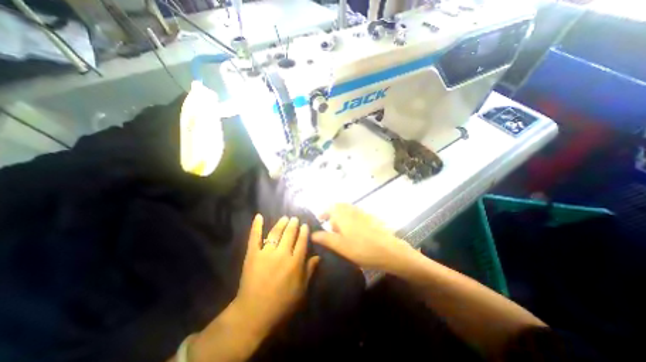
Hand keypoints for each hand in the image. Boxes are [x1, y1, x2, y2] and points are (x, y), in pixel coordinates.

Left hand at [235, 213, 319, 335]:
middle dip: (293, 224)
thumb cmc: (282, 304)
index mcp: (295, 263)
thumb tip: (318, 257)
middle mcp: (282, 254)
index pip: (302, 241)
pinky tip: (258, 216)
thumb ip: (310, 271)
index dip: (304, 232)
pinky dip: (256, 226)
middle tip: (295, 218)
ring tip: (284, 218)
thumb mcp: (301, 290)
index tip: (304, 225)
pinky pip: (254, 237)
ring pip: (275, 233)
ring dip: (281, 223)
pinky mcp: (252, 255)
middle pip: (290, 234)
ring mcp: (266, 253)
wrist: (254, 313)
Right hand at [309, 204, 409, 271]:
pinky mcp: (371, 218)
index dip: (323, 212)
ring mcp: (363, 213)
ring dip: (342, 217)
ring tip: (341, 232)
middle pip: (339, 207)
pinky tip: (354, 233)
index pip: (330, 207)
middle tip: (330, 228)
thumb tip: (312, 233)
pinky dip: (351, 220)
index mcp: (343, 214)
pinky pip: (357, 214)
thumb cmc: (362, 249)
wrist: (390, 251)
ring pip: (348, 210)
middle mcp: (352, 210)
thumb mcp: (340, 246)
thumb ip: (325, 238)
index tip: (320, 221)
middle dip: (333, 215)